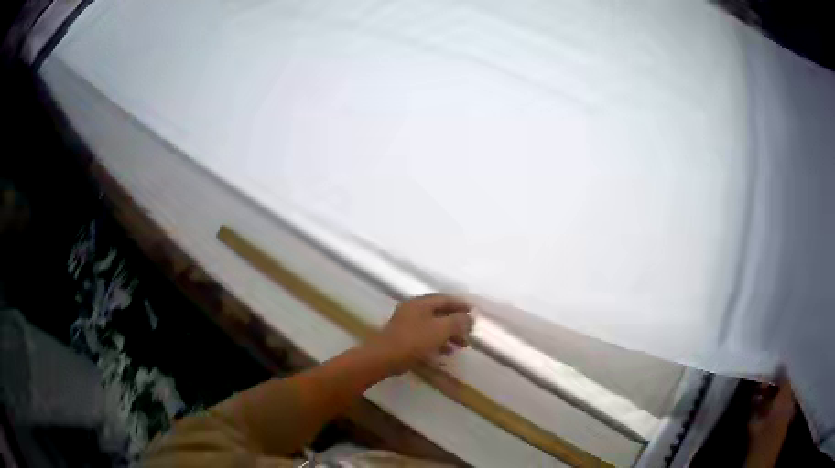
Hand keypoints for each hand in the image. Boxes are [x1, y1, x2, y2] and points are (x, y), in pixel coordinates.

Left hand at [368, 294, 473, 374]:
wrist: (383, 358)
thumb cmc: (413, 341)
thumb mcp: (440, 330)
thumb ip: (457, 322)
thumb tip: (469, 317)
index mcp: (421, 303)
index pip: (445, 298)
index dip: (461, 305)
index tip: (474, 313)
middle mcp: (413, 309)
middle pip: (439, 312)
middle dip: (456, 322)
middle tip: (469, 333)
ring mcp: (406, 323)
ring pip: (433, 325)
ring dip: (448, 334)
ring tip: (460, 346)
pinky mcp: (402, 337)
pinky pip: (425, 335)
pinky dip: (437, 341)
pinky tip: (445, 352)